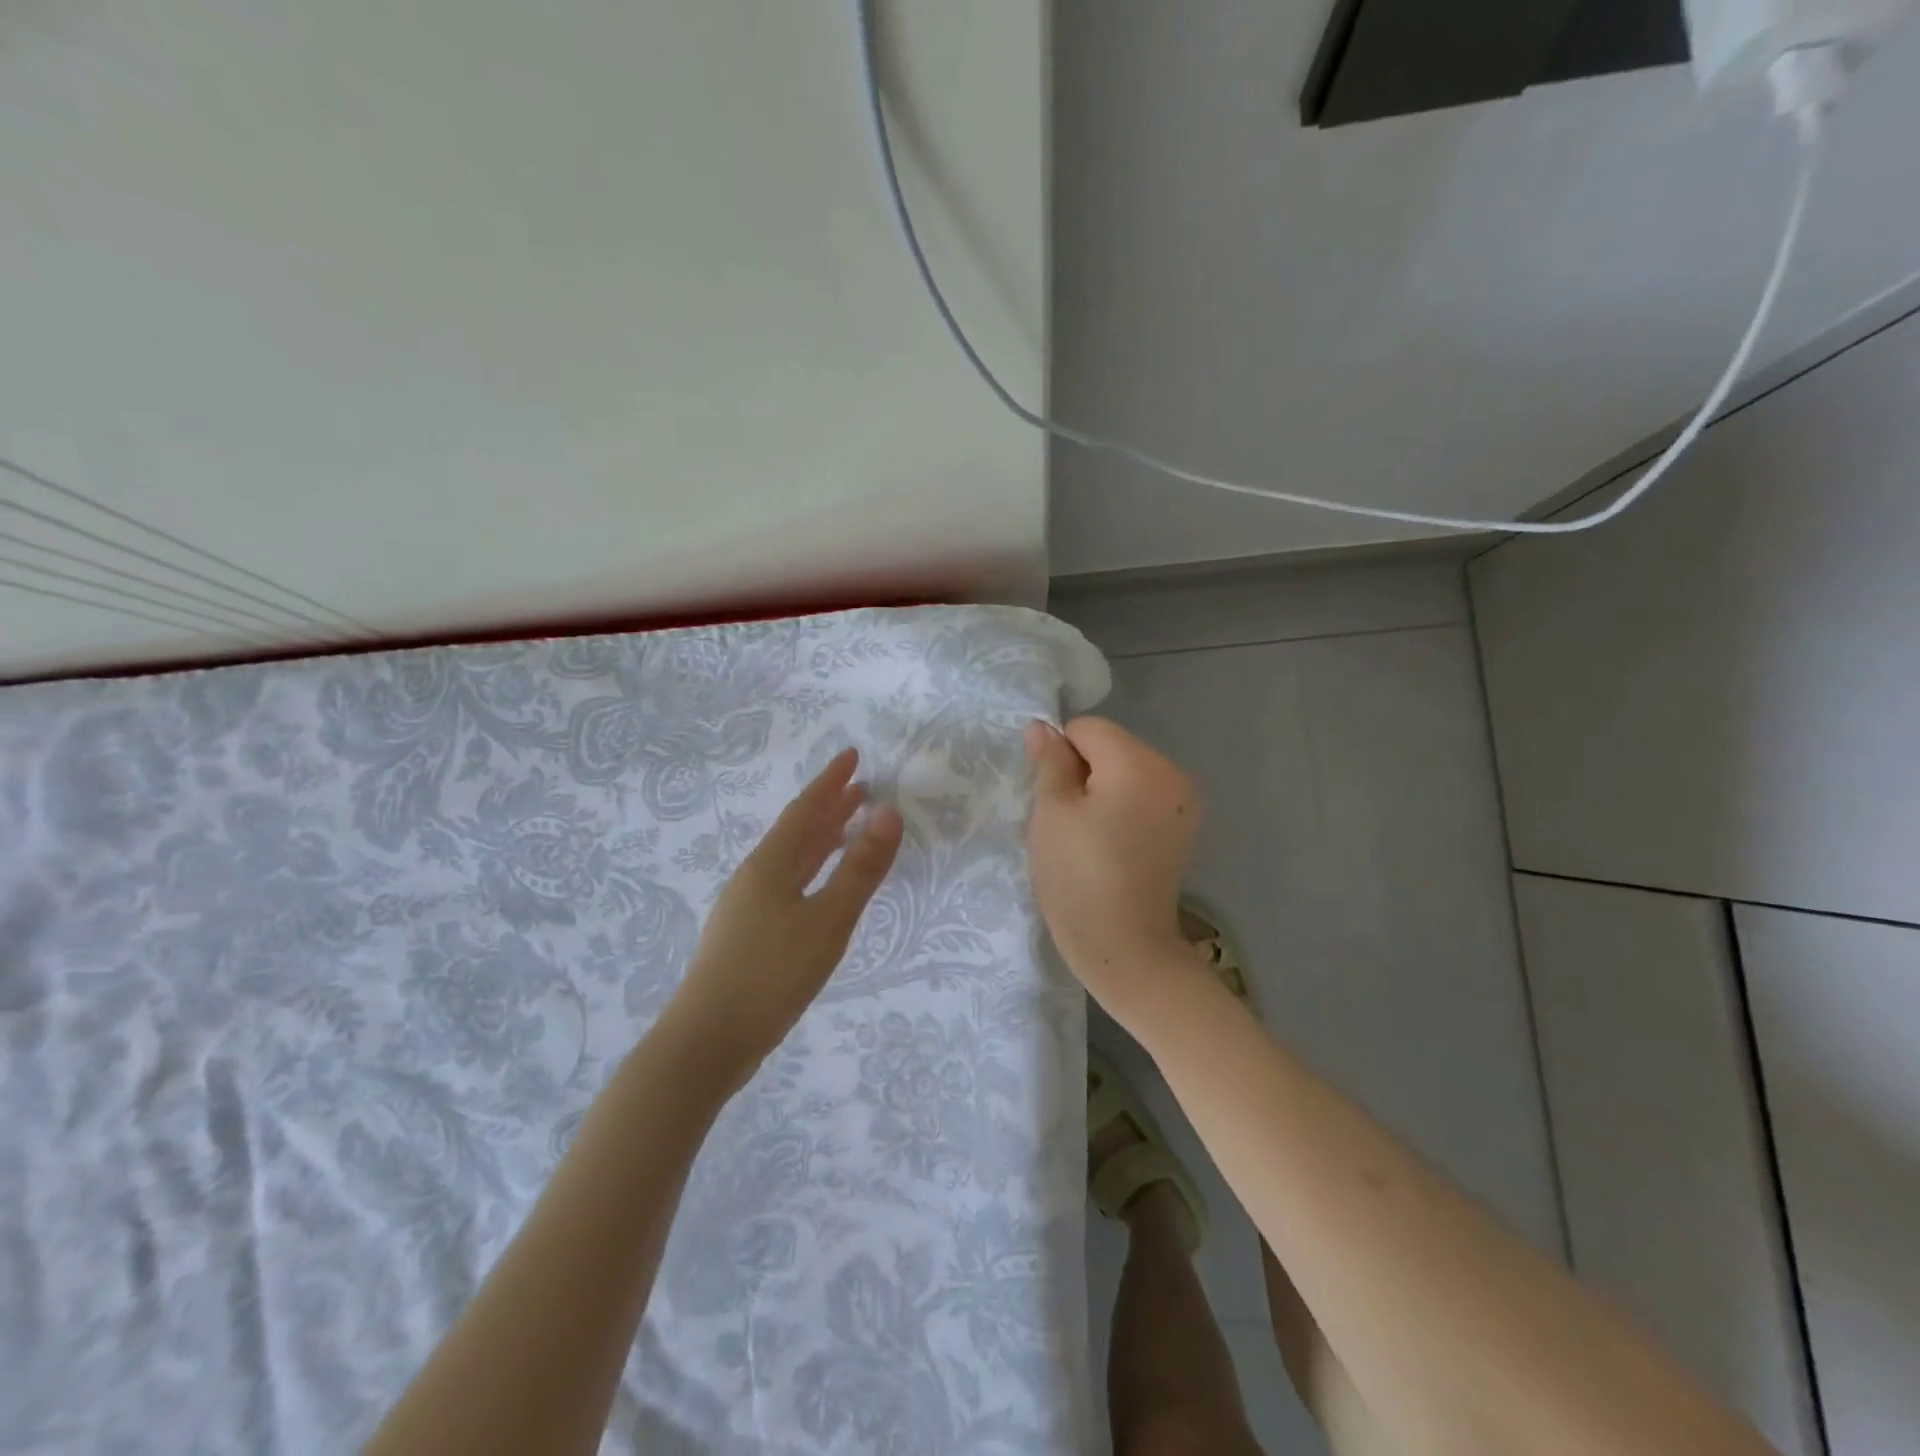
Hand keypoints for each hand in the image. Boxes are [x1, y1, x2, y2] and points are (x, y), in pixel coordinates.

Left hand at [663, 748, 903, 1088]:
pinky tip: (820, 887)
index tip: (852, 755)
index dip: (830, 781)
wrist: (706, 1043)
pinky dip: (812, 870)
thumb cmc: (770, 976)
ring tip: (848, 830)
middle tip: (861, 789)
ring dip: (821, 839)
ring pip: (791, 859)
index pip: (805, 809)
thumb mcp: (827, 921)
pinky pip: (788, 883)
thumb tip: (889, 813)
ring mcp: (748, 906)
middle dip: (829, 807)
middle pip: (797, 831)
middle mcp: (756, 876)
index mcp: (771, 864)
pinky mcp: (748, 934)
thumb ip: (860, 869)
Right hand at [1025, 717, 1201, 1009]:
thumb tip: (1042, 727)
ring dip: (1103, 789)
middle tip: (1067, 821)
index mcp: (1139, 763)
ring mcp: (1184, 801)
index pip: (1087, 728)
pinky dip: (1123, 806)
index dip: (1060, 755)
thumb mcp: (1051, 814)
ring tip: (1089, 835)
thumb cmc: (1078, 878)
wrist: (1126, 949)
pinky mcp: (1184, 826)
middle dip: (1084, 771)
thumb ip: (1049, 763)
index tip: (1052, 798)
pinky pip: (1144, 795)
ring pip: (1127, 770)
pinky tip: (1112, 843)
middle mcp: (1171, 772)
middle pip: (1112, 745)